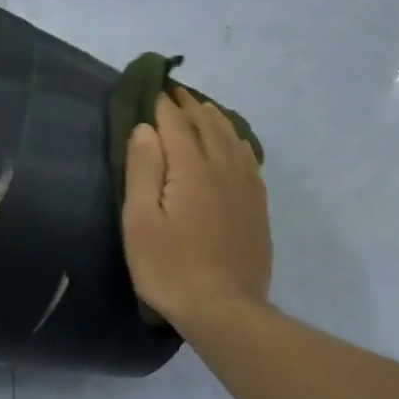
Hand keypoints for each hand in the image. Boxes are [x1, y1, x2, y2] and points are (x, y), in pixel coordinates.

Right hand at [122, 89, 272, 329]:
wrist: (224, 309)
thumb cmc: (170, 267)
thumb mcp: (140, 220)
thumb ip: (143, 169)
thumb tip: (146, 128)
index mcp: (192, 168)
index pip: (176, 124)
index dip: (163, 105)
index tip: (153, 89)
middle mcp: (223, 168)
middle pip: (208, 125)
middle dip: (190, 106)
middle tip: (175, 94)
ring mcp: (246, 187)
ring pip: (232, 139)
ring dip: (215, 119)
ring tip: (203, 109)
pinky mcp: (257, 207)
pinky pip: (249, 160)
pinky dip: (237, 142)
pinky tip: (234, 144)